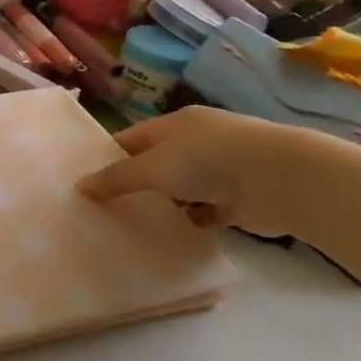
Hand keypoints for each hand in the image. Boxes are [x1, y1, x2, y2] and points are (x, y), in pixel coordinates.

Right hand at [76, 106, 290, 236]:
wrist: (280, 179)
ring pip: (181, 188)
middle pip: (157, 163)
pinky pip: (205, 211)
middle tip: (106, 207)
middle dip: (136, 182)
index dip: (111, 156)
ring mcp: (220, 170)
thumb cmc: (208, 160)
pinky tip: (173, 236)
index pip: (133, 138)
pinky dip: (191, 221)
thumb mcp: (153, 167)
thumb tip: (80, 186)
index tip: (89, 179)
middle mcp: (197, 142)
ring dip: (164, 204)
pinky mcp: (238, 199)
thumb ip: (117, 178)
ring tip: (133, 225)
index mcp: (175, 124)